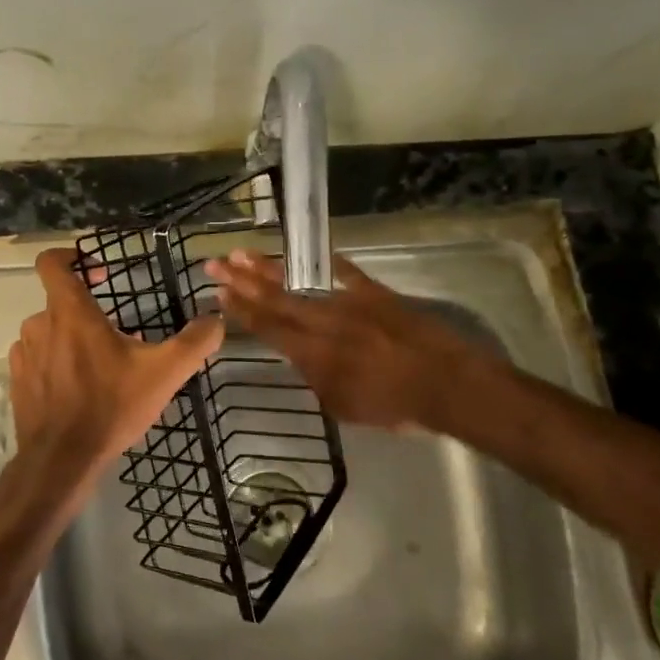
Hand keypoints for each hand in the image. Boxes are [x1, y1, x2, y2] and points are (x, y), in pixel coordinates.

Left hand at [4, 248, 223, 524]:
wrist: (61, 460)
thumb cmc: (111, 406)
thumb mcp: (164, 373)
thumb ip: (195, 342)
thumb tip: (216, 319)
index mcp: (71, 312)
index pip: (52, 262)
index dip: (72, 257)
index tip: (99, 272)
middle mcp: (40, 325)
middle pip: (59, 301)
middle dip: (87, 312)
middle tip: (116, 336)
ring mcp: (24, 354)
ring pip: (47, 332)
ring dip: (69, 339)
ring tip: (98, 365)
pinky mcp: (17, 382)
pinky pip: (35, 359)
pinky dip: (53, 363)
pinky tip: (75, 388)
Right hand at [204, 249, 489, 431]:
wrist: (445, 383)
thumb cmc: (394, 406)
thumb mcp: (344, 407)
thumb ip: (317, 380)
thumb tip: (302, 360)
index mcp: (312, 352)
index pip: (267, 326)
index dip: (240, 309)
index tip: (219, 293)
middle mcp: (323, 321)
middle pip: (274, 298)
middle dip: (241, 280)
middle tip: (214, 263)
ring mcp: (348, 303)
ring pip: (301, 282)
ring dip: (270, 268)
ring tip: (243, 253)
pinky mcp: (375, 293)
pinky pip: (347, 273)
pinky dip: (329, 263)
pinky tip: (313, 252)